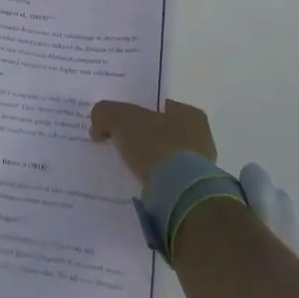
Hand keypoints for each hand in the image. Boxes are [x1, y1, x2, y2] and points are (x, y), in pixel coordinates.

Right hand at [90, 99, 216, 187]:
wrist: (178, 191)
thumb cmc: (156, 145)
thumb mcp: (120, 118)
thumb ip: (105, 113)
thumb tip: (98, 127)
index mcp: (190, 114)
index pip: (158, 106)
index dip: (136, 111)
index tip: (117, 122)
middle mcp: (200, 137)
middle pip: (160, 131)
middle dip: (140, 137)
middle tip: (116, 143)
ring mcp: (199, 166)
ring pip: (163, 157)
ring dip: (145, 160)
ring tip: (122, 166)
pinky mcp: (192, 190)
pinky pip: (165, 179)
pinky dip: (151, 179)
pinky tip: (134, 182)